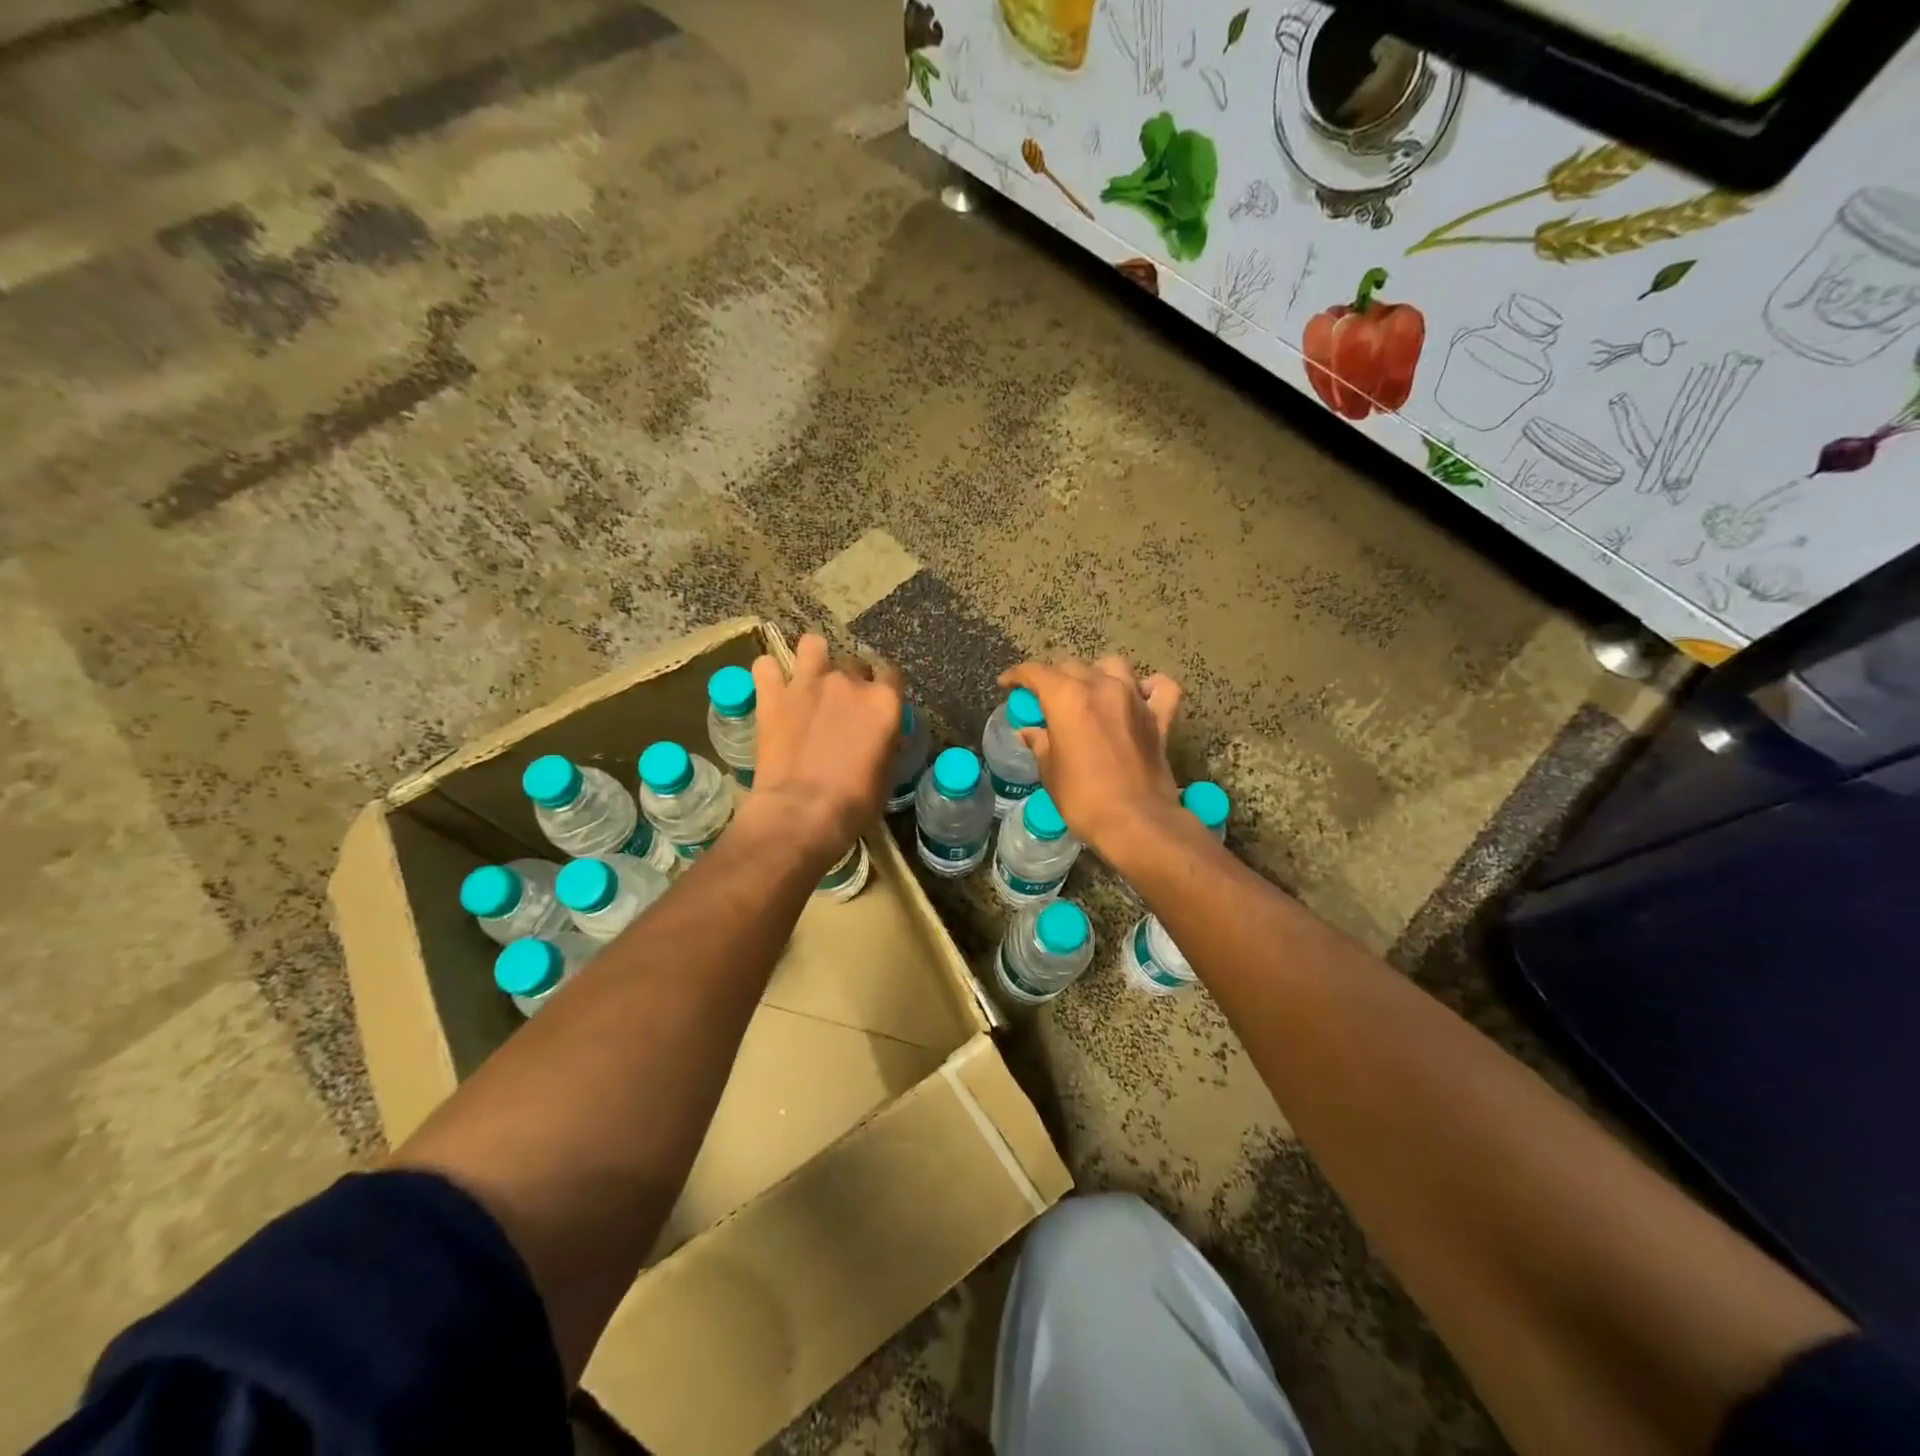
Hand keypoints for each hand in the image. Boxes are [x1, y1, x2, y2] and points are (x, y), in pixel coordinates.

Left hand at [746, 634, 903, 862]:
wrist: (802, 813)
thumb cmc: (854, 804)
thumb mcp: (887, 775)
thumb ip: (887, 743)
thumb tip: (884, 736)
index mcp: (883, 702)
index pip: (892, 674)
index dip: (884, 687)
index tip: (878, 702)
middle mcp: (848, 682)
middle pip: (853, 663)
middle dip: (850, 679)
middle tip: (841, 706)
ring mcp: (808, 683)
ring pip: (812, 645)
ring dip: (812, 657)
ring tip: (808, 678)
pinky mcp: (772, 696)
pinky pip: (765, 666)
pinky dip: (768, 674)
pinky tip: (771, 687)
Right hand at [997, 655, 1184, 858]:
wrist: (1136, 822)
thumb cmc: (1083, 798)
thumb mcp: (1050, 771)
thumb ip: (1040, 743)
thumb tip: (1030, 732)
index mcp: (1067, 698)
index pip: (1036, 672)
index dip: (1017, 675)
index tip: (1007, 684)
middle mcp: (1101, 687)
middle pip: (1072, 667)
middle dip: (1053, 679)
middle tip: (1044, 701)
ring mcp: (1135, 698)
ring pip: (1112, 667)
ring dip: (1096, 675)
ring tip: (1088, 694)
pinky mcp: (1160, 717)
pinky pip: (1159, 688)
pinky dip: (1148, 687)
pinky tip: (1139, 697)